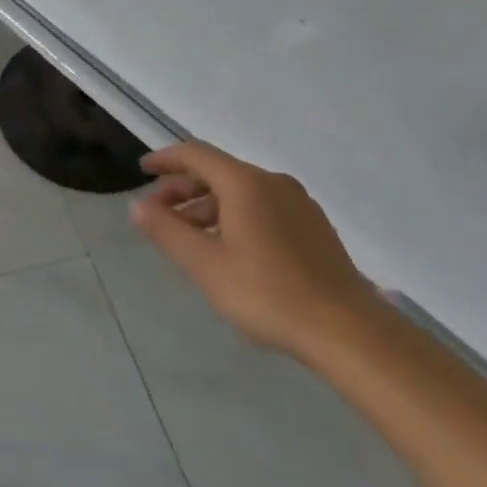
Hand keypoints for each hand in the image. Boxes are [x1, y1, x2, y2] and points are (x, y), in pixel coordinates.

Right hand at [130, 140, 379, 357]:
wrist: (349, 331)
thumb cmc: (267, 292)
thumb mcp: (204, 263)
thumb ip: (167, 230)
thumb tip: (138, 205)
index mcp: (245, 183)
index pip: (196, 155)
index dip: (165, 160)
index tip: (142, 171)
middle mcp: (273, 183)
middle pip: (218, 172)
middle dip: (183, 188)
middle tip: (159, 214)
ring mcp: (299, 205)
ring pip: (241, 191)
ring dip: (207, 205)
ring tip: (189, 236)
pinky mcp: (314, 228)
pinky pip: (262, 207)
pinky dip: (234, 215)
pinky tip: (228, 247)